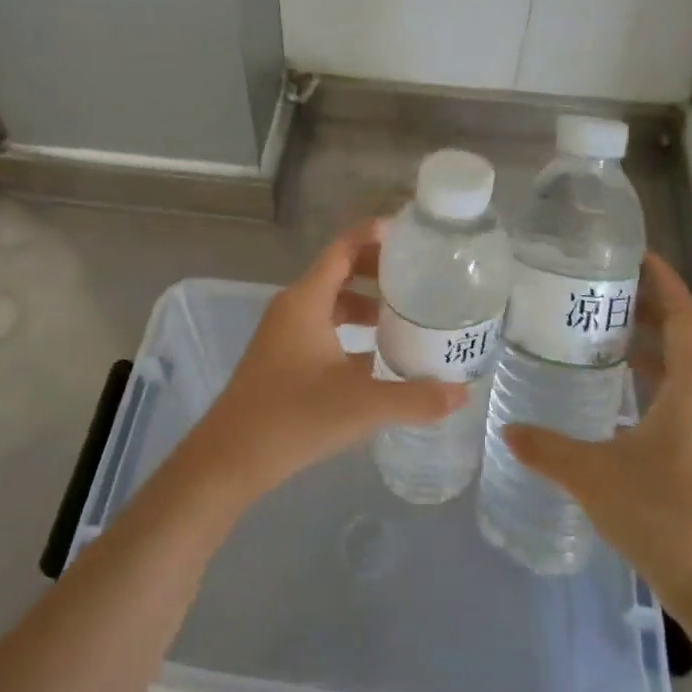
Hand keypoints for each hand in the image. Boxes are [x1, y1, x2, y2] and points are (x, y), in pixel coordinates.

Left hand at [180, 219, 466, 504]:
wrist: (229, 459)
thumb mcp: (361, 406)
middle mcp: (293, 307)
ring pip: (331, 302)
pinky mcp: (283, 357)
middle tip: (419, 274)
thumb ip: (414, 398)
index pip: (343, 248)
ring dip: (366, 302)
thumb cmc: (292, 418)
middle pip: (339, 270)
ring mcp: (285, 332)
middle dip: (378, 268)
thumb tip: (462, 393)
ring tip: (406, 315)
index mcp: (306, 300)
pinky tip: (378, 355)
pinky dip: (351, 329)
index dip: (375, 233)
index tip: (412, 233)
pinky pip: (323, 327)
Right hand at [503, 253, 691, 613]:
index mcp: (690, 388)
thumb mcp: (594, 474)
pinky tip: (603, 388)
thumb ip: (548, 447)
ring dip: (642, 342)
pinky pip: (665, 395)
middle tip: (596, 285)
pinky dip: (639, 377)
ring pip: (672, 367)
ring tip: (592, 325)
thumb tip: (508, 429)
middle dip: (644, 305)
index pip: (683, 315)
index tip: (634, 253)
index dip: (663, 280)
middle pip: (678, 335)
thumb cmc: (664, 514)